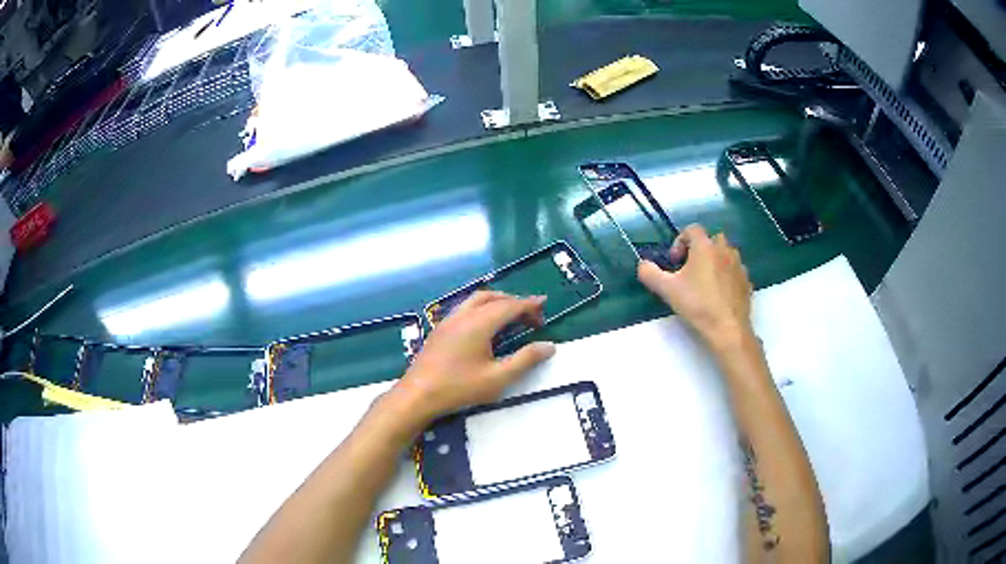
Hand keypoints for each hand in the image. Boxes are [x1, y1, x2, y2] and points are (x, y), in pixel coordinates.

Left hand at [389, 291, 556, 430]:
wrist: (418, 394)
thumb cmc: (459, 387)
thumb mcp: (498, 378)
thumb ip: (525, 360)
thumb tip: (549, 346)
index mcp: (479, 323)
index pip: (509, 306)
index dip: (529, 304)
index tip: (545, 303)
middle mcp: (463, 315)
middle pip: (493, 298)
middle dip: (514, 301)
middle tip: (531, 315)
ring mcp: (448, 320)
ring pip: (476, 300)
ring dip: (497, 301)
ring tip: (511, 315)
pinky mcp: (440, 329)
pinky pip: (465, 307)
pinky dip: (482, 307)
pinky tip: (484, 324)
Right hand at [637, 224, 753, 349]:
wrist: (727, 328)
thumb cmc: (697, 305)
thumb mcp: (667, 289)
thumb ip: (649, 273)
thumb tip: (643, 264)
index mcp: (705, 246)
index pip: (692, 229)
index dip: (680, 242)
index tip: (675, 263)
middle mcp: (725, 250)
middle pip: (711, 239)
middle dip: (699, 250)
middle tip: (690, 271)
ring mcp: (739, 265)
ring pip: (725, 254)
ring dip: (714, 262)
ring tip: (705, 283)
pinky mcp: (747, 281)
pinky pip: (734, 271)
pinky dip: (726, 277)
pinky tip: (719, 295)